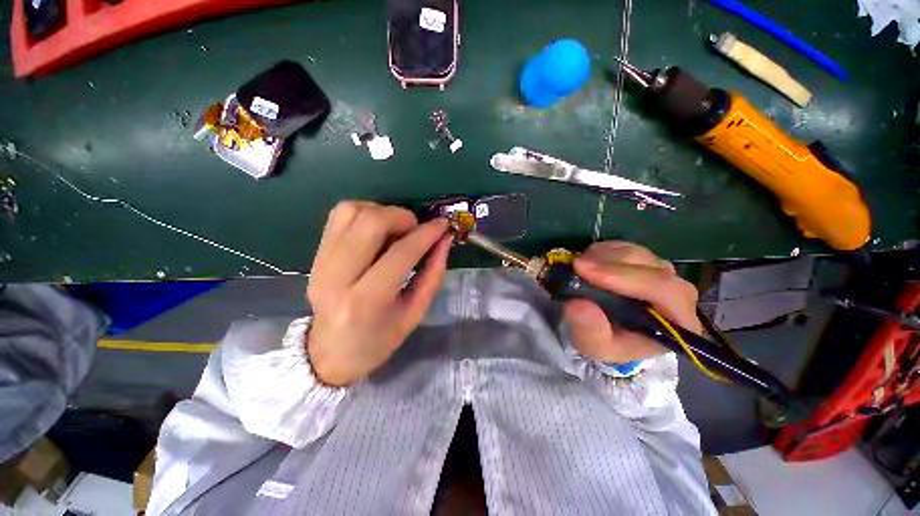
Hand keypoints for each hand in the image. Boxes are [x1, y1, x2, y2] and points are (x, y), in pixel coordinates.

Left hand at [306, 201, 451, 385]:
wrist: (328, 353)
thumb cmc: (377, 341)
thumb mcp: (414, 314)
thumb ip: (432, 274)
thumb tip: (444, 240)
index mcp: (366, 302)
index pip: (400, 254)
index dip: (426, 235)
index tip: (443, 225)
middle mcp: (337, 277)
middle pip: (370, 223)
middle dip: (402, 217)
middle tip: (416, 229)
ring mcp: (321, 262)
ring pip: (352, 212)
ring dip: (382, 212)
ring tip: (396, 229)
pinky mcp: (316, 254)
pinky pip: (339, 215)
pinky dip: (365, 212)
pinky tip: (377, 228)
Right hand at [563, 242, 701, 363]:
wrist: (607, 331)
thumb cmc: (607, 342)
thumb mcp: (595, 346)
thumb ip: (590, 331)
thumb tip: (579, 304)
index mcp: (678, 320)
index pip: (663, 291)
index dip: (625, 277)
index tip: (585, 271)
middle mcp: (678, 292)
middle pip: (650, 267)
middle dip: (609, 264)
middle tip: (576, 265)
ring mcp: (662, 272)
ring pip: (636, 253)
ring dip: (603, 257)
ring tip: (579, 267)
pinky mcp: (645, 260)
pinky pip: (625, 247)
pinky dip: (603, 251)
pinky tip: (589, 262)